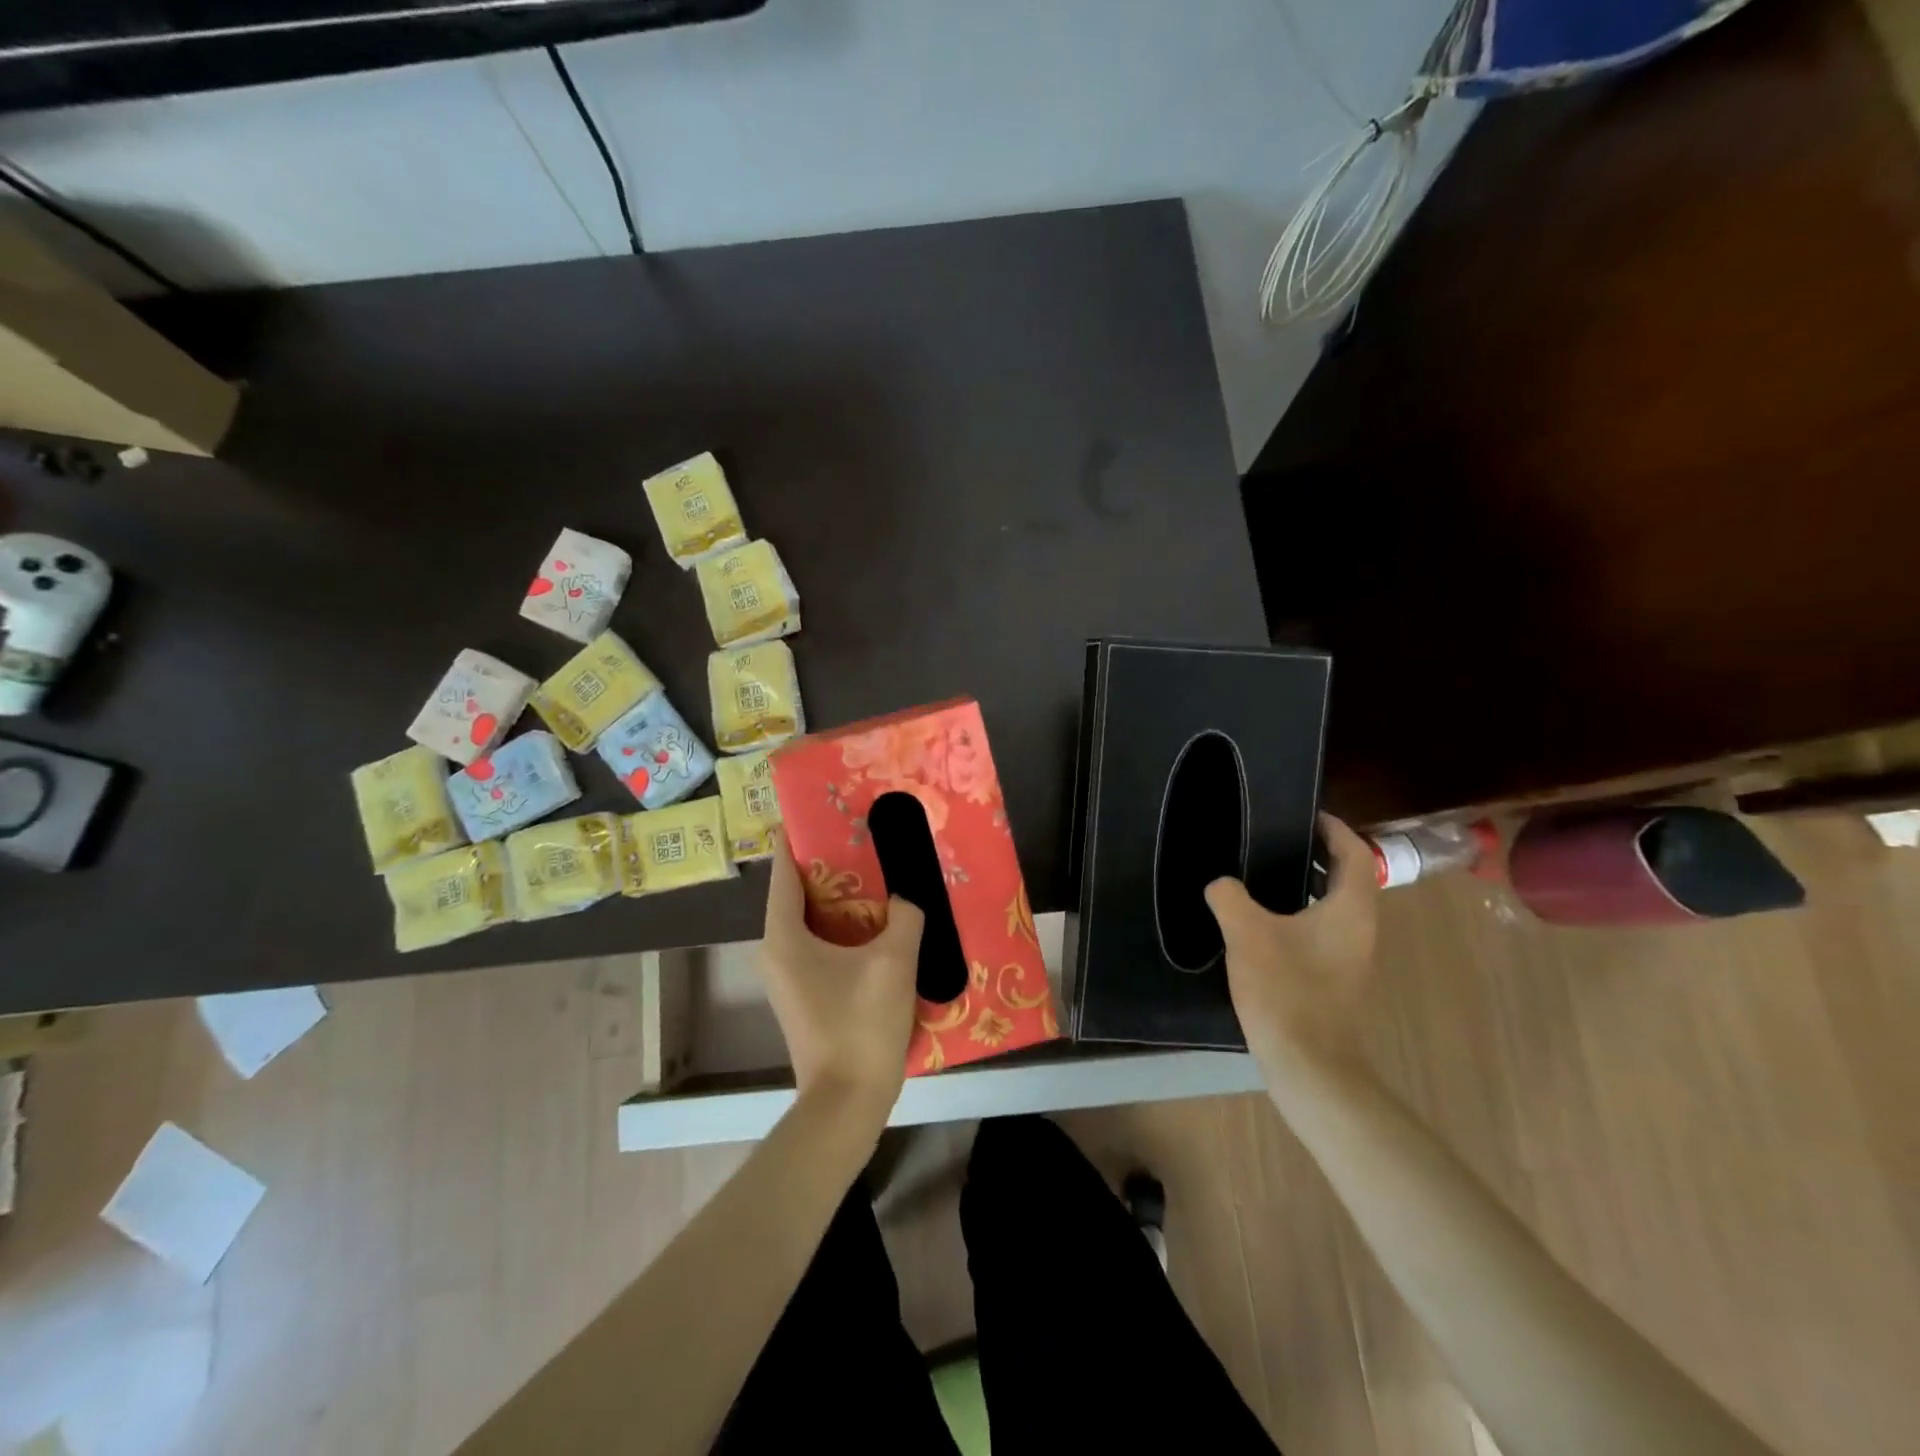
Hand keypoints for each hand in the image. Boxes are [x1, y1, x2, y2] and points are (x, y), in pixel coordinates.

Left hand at [758, 829, 925, 1124]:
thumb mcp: (893, 961)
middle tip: (865, 837)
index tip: (822, 808)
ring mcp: (788, 975)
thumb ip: (905, 916)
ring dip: (842, 898)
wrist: (847, 1102)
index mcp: (783, 935)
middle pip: (799, 891)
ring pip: (812, 920)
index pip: (784, 869)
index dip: (800, 835)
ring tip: (878, 873)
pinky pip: (820, 944)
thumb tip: (907, 899)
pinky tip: (880, 923)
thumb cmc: (861, 1025)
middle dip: (831, 863)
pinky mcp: (805, 994)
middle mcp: (775, 950)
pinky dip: (844, 927)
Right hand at [1206, 813, 1378, 1075]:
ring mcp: (1350, 955)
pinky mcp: (1335, 976)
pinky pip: (1322, 927)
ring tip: (1265, 870)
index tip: (1305, 814)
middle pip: (1347, 876)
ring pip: (1334, 904)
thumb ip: (1230, 897)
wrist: (1308, 1064)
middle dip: (1318, 852)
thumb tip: (1221, 884)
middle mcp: (1360, 928)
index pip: (1354, 853)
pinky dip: (1300, 910)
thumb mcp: (1247, 934)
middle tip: (1277, 836)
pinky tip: (1263, 918)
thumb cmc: (1286, 991)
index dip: (1334, 829)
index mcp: (1350, 909)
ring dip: (1308, 882)